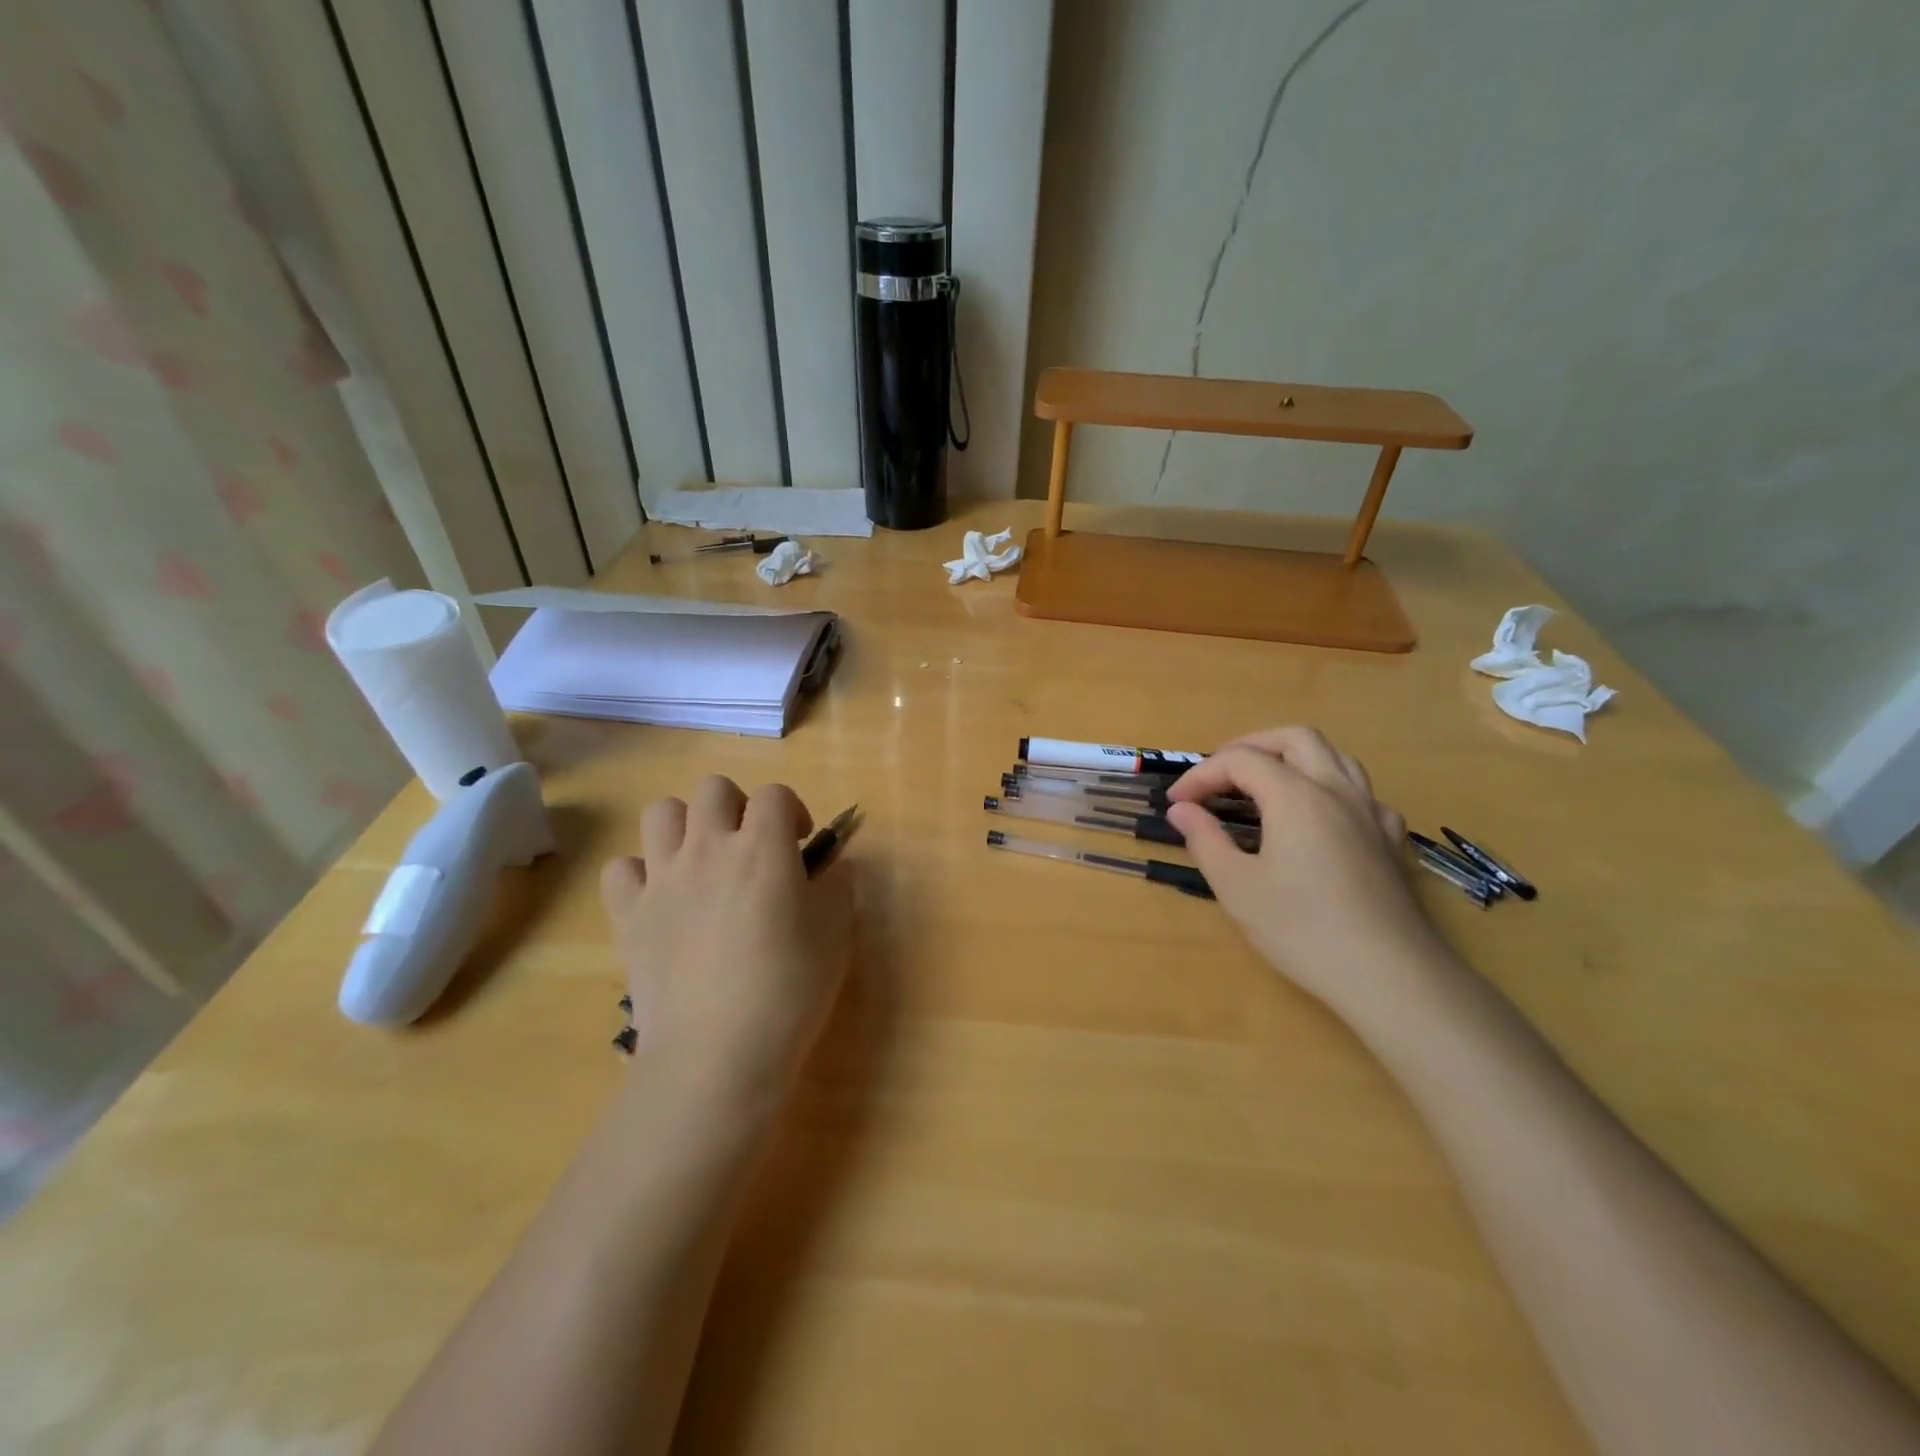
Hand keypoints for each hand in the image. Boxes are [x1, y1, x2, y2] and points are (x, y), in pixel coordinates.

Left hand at [599, 777, 852, 1110]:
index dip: (791, 810)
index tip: (800, 844)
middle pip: (713, 788)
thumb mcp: (836, 933)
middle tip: (752, 846)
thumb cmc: (790, 989)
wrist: (718, 1053)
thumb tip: (834, 865)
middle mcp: (707, 848)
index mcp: (762, 848)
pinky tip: (661, 898)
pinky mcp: (628, 915)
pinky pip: (621, 868)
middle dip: (738, 806)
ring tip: (703, 861)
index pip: (775, 794)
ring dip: (686, 826)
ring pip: (661, 812)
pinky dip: (640, 874)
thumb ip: (838, 886)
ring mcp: (662, 879)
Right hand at [1164, 727, 1443, 1017]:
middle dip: (1250, 747)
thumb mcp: (1237, 887)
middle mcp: (1336, 790)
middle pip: (1294, 738)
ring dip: (1292, 758)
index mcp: (1296, 796)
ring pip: (1334, 756)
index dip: (1201, 775)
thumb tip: (1182, 810)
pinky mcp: (1390, 838)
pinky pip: (1359, 791)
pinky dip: (1328, 787)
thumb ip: (1205, 840)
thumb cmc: (1303, 930)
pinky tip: (1318, 818)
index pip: (1240, 761)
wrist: (1390, 975)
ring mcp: (1370, 812)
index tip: (1177, 804)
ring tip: (1264, 785)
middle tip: (1219, 776)